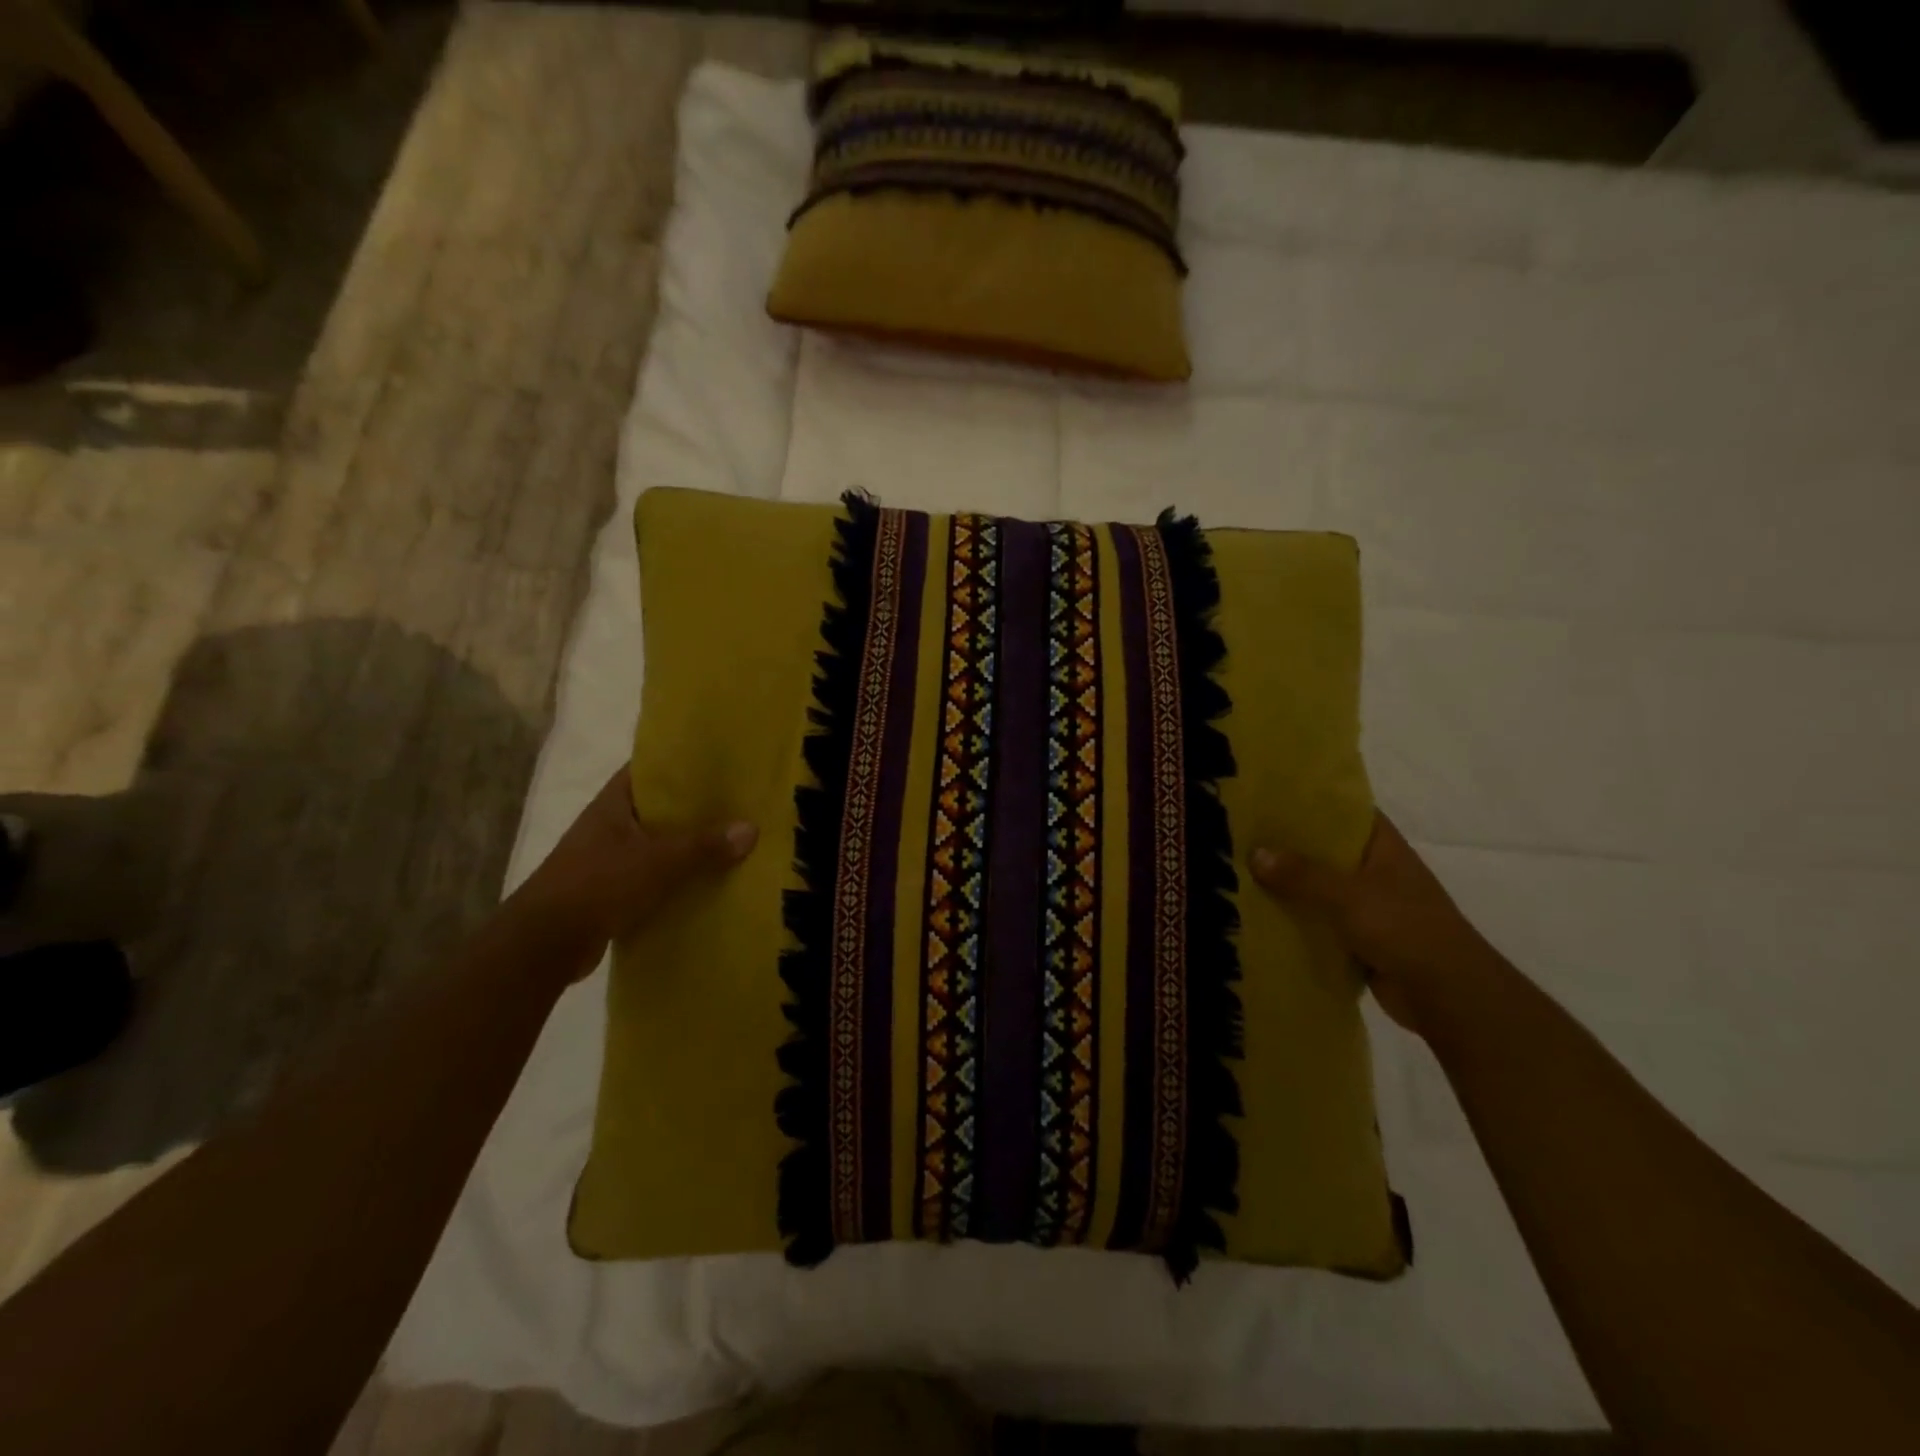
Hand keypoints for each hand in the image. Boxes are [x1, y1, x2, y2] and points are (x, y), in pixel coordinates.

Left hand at [514, 768, 756, 982]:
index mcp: (613, 804)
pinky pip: (651, 877)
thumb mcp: (658, 861)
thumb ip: (704, 846)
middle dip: (693, 808)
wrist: (544, 944)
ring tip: (730, 843)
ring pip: (656, 845)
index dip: (680, 763)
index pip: (648, 769)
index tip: (717, 763)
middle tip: (737, 804)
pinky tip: (706, 883)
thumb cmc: (598, 884)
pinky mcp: (609, 892)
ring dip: (686, 847)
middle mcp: (608, 826)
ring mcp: (606, 860)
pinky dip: (675, 879)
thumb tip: (751, 829)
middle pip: (657, 809)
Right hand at [1249, 813, 1498, 1035]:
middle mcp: (1377, 872)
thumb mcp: (1348, 894)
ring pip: (1320, 889)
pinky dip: (1297, 921)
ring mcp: (1370, 907)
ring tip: (1240, 873)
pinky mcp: (1361, 940)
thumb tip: (1255, 853)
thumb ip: (1302, 874)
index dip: (1313, 802)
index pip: (1347, 812)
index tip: (1271, 797)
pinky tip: (1261, 916)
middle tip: (1242, 835)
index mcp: (1384, 848)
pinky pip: (1321, 923)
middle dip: (1289, 846)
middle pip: (1326, 851)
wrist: (1448, 995)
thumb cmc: (1404, 928)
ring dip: (1289, 886)